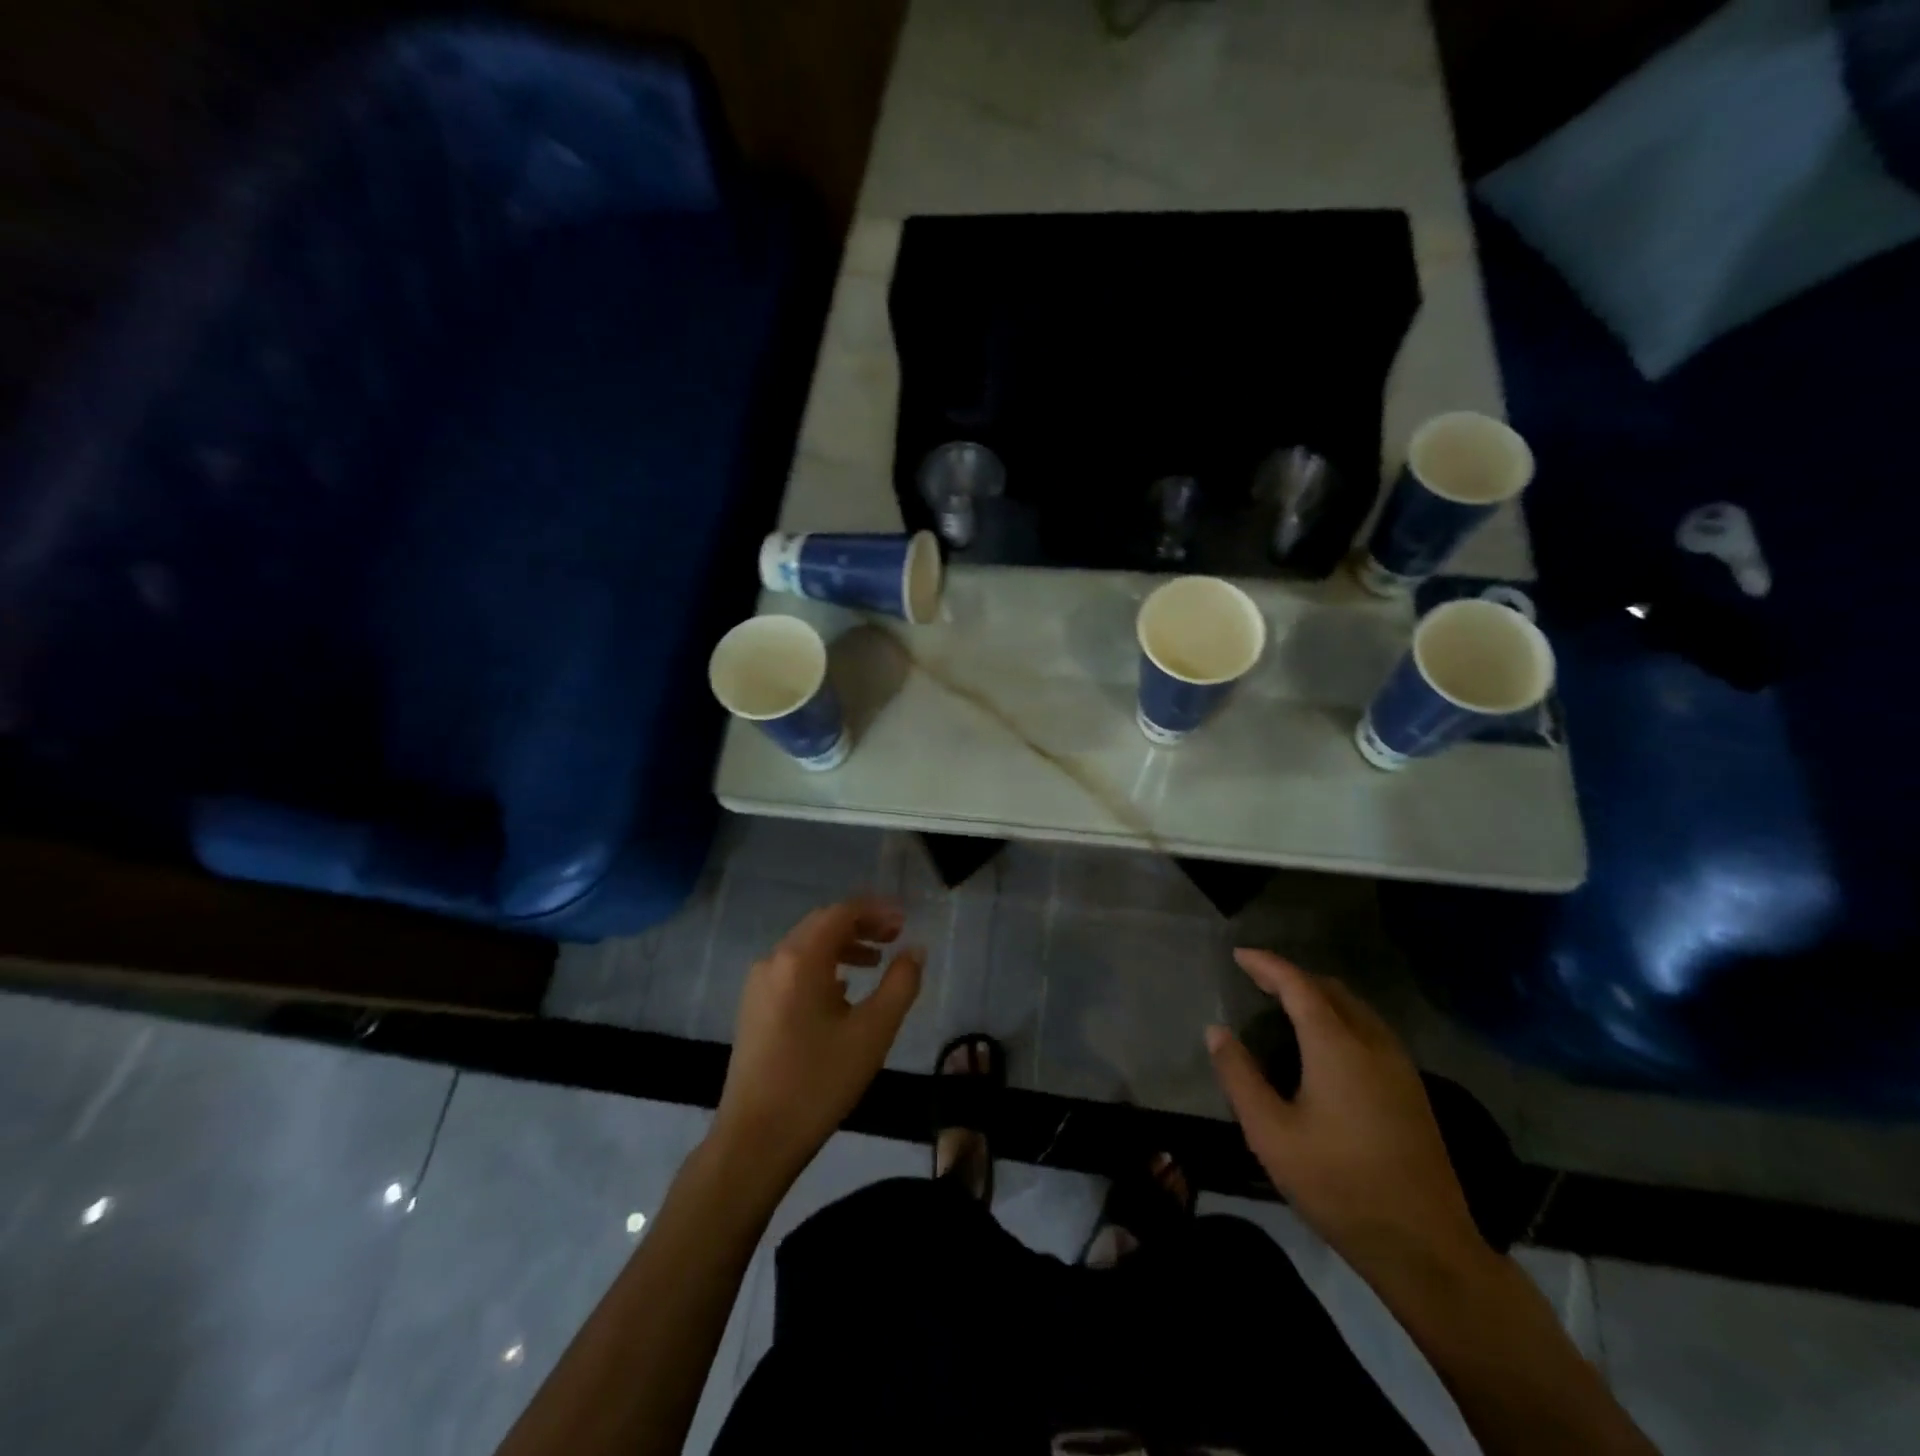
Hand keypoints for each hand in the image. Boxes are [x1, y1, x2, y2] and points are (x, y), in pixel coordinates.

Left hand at [712, 896, 923, 1188]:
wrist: (755, 1139)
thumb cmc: (819, 1082)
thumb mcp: (872, 1033)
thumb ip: (900, 984)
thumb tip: (915, 950)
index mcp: (800, 959)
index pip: (841, 913)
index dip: (876, 911)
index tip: (904, 922)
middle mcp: (774, 960)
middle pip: (821, 924)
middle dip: (860, 924)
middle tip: (895, 936)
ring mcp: (758, 984)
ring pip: (805, 947)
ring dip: (842, 945)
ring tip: (876, 961)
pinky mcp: (753, 1007)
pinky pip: (792, 969)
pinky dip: (822, 966)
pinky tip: (842, 991)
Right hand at [1206, 949, 1488, 1289]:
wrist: (1426, 1247)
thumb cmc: (1339, 1185)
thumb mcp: (1270, 1134)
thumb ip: (1239, 1076)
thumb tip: (1217, 1031)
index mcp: (1337, 1045)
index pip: (1298, 985)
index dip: (1267, 965)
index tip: (1240, 955)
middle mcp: (1372, 1043)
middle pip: (1330, 989)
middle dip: (1292, 976)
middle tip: (1257, 980)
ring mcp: (1400, 1066)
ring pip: (1355, 1008)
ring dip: (1319, 996)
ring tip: (1285, 1005)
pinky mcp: (1413, 1090)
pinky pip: (1370, 1030)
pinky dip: (1340, 1017)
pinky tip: (1325, 1044)